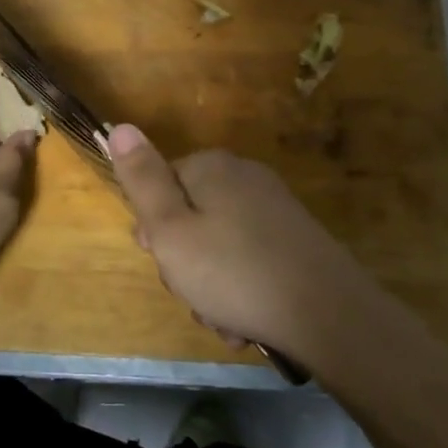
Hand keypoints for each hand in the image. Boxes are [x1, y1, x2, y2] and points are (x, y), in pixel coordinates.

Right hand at [108, 124, 380, 359]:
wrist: (327, 313)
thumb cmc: (234, 272)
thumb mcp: (171, 229)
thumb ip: (142, 180)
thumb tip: (120, 127)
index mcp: (211, 167)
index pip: (160, 185)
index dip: (154, 228)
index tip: (160, 260)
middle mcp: (244, 177)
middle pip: (190, 217)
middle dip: (184, 262)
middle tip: (192, 293)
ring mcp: (273, 208)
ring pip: (218, 245)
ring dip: (210, 285)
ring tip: (222, 318)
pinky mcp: (293, 239)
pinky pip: (248, 259)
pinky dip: (240, 288)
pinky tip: (245, 320)